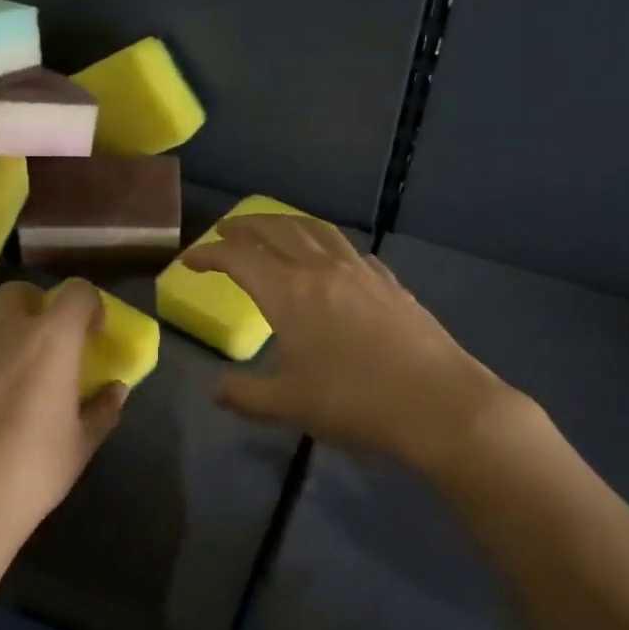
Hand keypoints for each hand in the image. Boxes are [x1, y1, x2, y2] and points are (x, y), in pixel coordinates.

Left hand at [0, 280, 126, 551]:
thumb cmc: (28, 474)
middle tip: (41, 340)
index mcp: (51, 340)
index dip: (89, 306)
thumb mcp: (80, 446)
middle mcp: (4, 328)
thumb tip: (117, 389)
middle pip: (20, 291)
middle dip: (35, 306)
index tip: (91, 334)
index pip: (77, 292)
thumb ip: (103, 410)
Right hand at [181, 216, 535, 476]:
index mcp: (291, 293)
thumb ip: (245, 395)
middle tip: (226, 230)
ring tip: (274, 229)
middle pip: (277, 231)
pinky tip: (332, 259)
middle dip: (246, 227)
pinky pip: (350, 250)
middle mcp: (323, 269)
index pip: (239, 259)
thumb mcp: (290, 405)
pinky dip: (327, 245)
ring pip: (317, 231)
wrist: (439, 403)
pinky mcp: (390, 283)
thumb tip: (216, 390)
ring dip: (287, 224)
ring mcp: (361, 272)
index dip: (210, 255)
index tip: (189, 260)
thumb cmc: (355, 402)